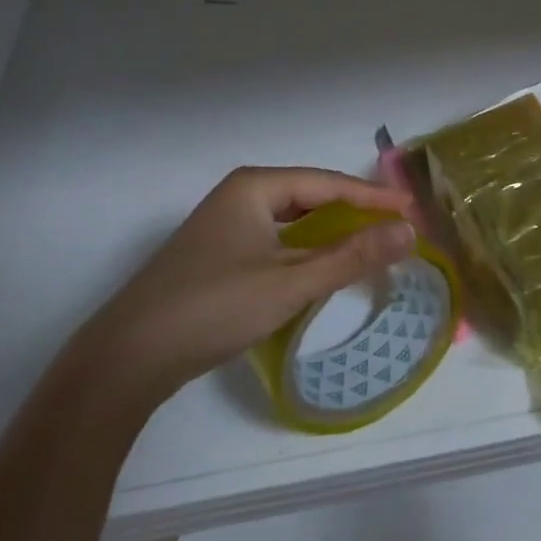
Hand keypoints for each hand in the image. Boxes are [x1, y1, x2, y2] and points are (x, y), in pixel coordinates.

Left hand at [73, 166, 415, 412]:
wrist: (128, 357)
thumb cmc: (215, 306)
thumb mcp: (292, 281)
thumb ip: (352, 255)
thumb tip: (408, 231)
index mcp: (255, 186)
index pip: (329, 182)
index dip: (373, 196)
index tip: (412, 209)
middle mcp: (239, 195)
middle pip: (310, 196)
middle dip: (353, 210)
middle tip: (394, 226)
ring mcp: (224, 226)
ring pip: (292, 220)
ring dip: (329, 232)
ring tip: (367, 243)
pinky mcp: (216, 255)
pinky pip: (275, 240)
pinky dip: (304, 249)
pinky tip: (320, 267)